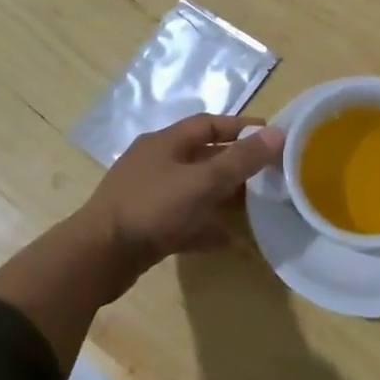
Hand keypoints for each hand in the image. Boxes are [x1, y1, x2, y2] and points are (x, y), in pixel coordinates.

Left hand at [77, 114, 286, 275]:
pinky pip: (183, 221)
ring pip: (193, 190)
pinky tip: (227, 241)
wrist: (99, 256)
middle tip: (269, 174)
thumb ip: (241, 159)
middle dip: (235, 164)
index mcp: (165, 143)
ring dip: (222, 197)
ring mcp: (148, 196)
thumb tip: (279, 133)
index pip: (208, 124)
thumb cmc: (152, 208)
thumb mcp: (202, 181)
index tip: (271, 136)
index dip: (240, 127)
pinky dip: (204, 227)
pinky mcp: (146, 226)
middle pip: (202, 157)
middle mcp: (155, 163)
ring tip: (255, 206)